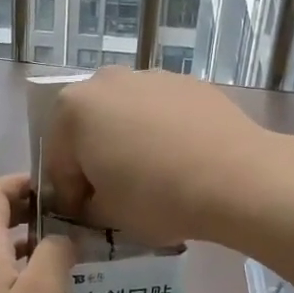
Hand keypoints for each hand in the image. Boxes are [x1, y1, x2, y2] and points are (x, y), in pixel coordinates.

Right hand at [44, 67, 277, 246]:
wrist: (236, 177)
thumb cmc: (157, 196)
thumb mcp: (108, 214)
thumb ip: (87, 205)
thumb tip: (92, 201)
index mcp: (73, 109)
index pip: (57, 160)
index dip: (69, 194)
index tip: (85, 216)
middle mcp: (106, 81)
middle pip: (89, 127)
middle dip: (96, 158)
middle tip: (114, 193)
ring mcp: (150, 76)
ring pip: (126, 115)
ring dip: (128, 141)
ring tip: (152, 175)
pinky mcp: (188, 82)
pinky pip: (161, 111)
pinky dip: (161, 131)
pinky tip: (181, 160)